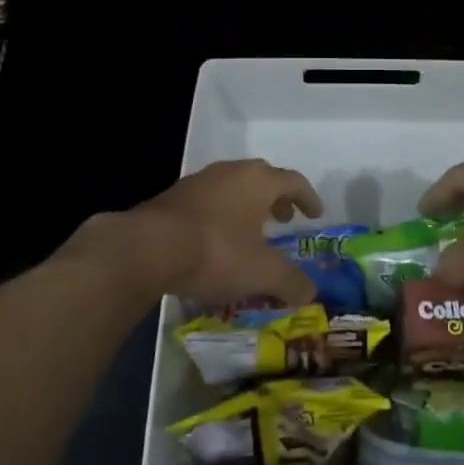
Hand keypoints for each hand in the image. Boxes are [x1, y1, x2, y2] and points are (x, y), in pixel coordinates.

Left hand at [68, 160, 323, 306]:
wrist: (147, 247)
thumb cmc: (216, 252)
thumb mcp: (261, 273)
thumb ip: (290, 282)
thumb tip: (311, 292)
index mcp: (258, 181)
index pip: (293, 181)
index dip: (308, 198)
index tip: (316, 214)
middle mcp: (231, 172)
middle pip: (262, 179)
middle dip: (276, 199)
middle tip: (284, 219)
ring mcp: (200, 181)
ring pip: (233, 188)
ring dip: (247, 206)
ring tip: (250, 232)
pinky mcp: (174, 197)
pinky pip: (209, 201)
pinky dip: (221, 216)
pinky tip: (215, 241)